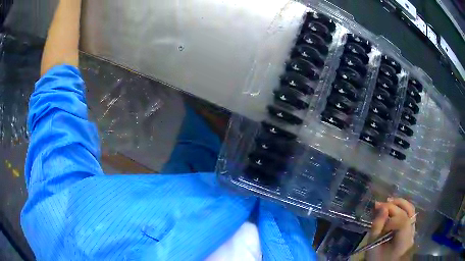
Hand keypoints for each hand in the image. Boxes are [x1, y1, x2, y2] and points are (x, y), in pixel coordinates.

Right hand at [366, 198, 415, 260]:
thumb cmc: (378, 259)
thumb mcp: (373, 247)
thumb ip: (377, 227)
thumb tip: (382, 208)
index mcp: (403, 239)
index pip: (401, 220)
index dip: (389, 215)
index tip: (377, 214)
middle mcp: (411, 231)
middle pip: (407, 211)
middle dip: (393, 205)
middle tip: (379, 205)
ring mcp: (413, 229)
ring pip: (410, 209)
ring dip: (399, 203)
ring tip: (387, 202)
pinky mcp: (411, 228)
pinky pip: (409, 214)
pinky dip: (402, 208)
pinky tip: (394, 208)